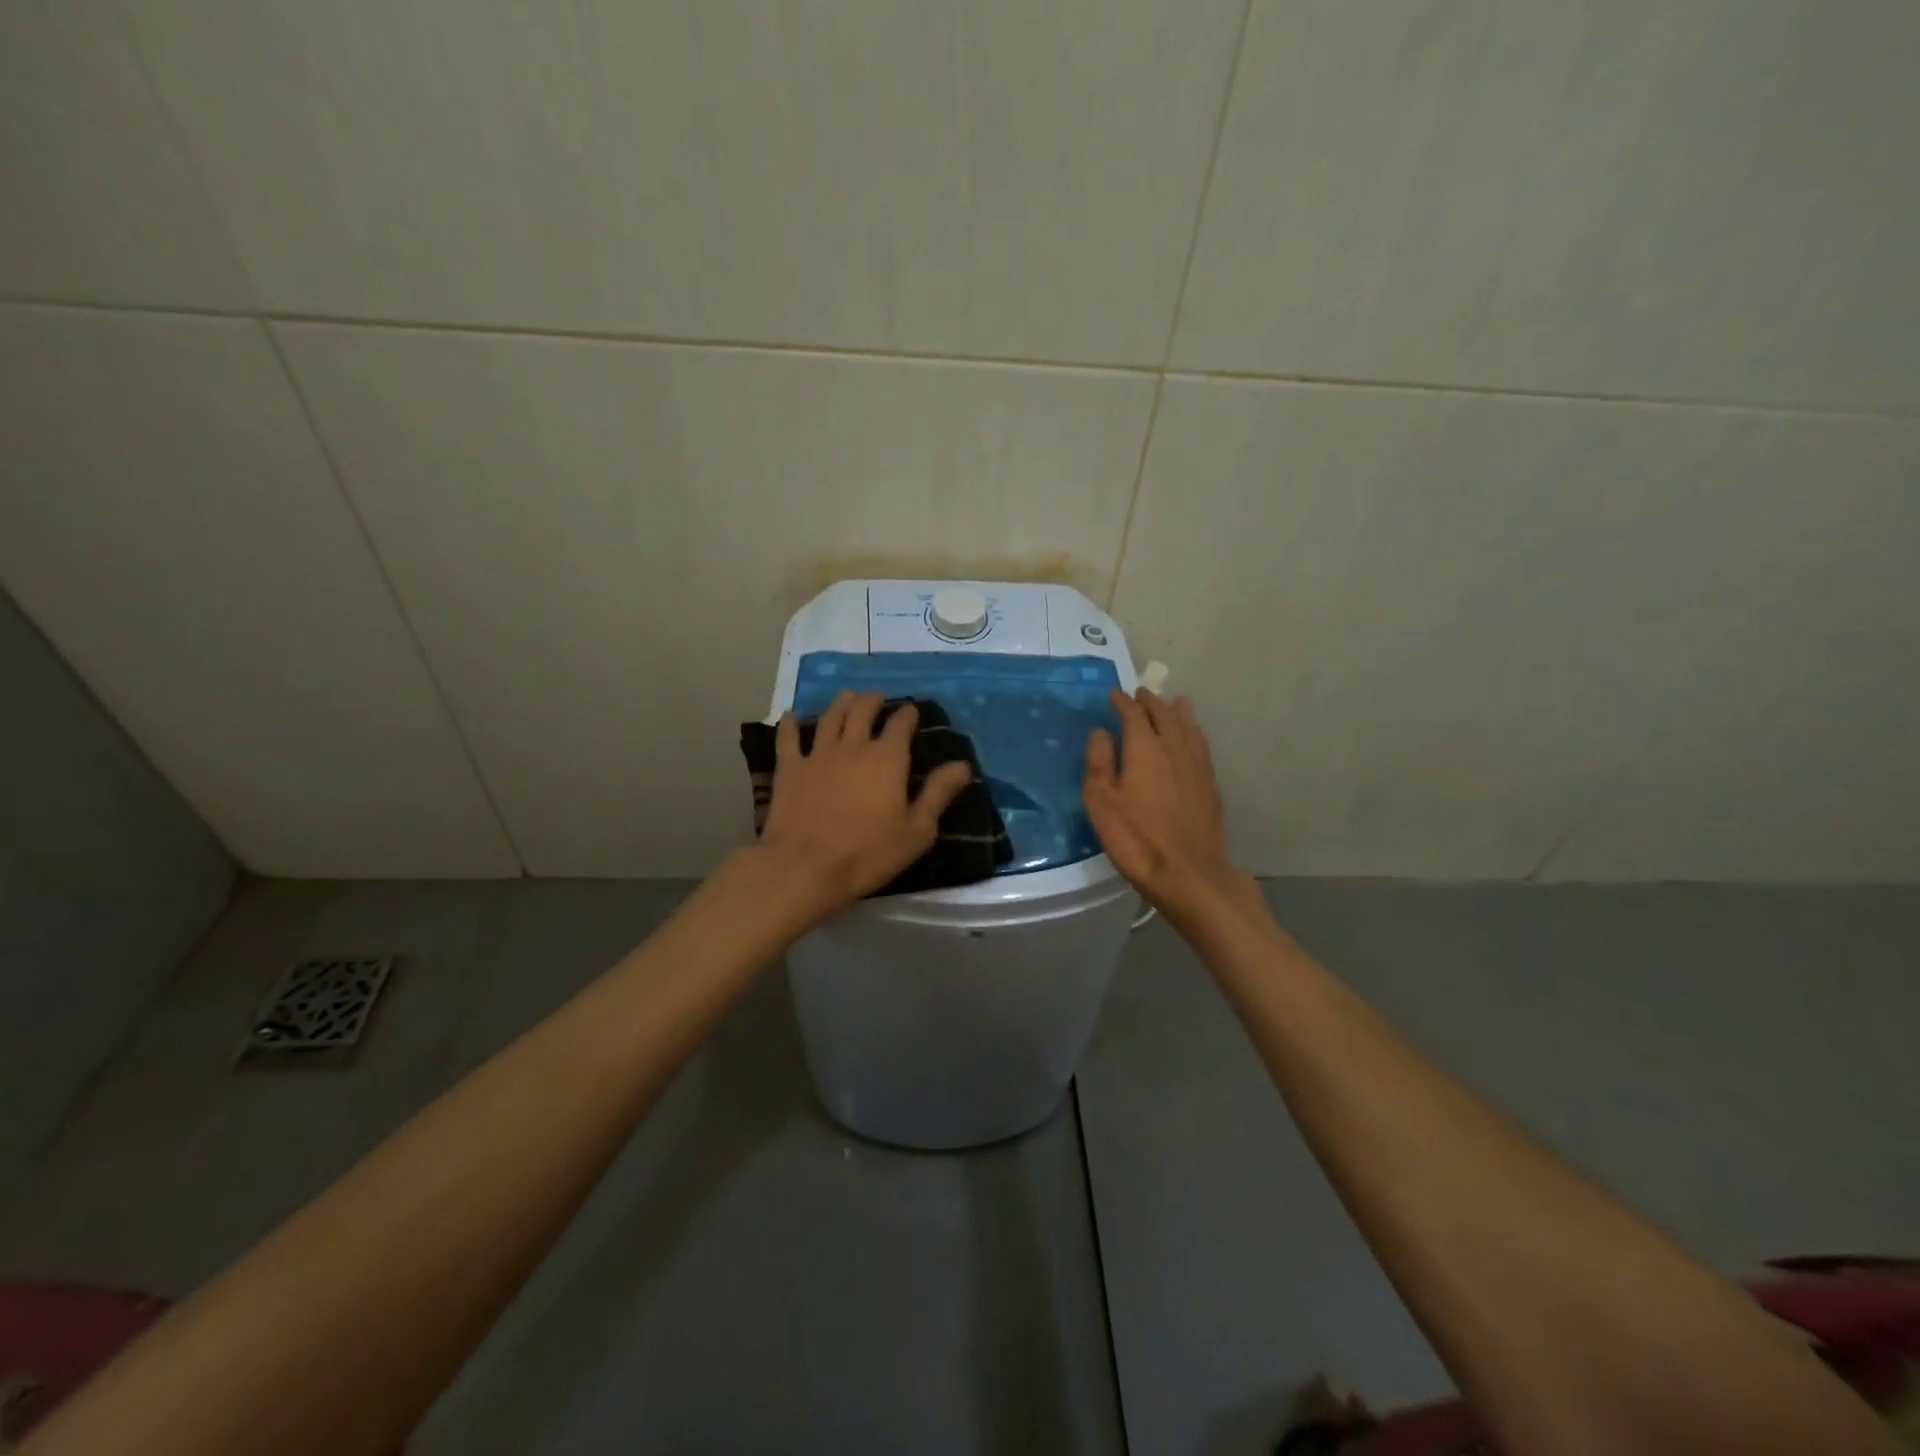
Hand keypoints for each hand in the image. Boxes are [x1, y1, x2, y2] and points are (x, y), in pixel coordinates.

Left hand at [757, 691, 973, 911]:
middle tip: (878, 698)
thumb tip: (962, 765)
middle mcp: (853, 746)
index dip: (907, 715)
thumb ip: (938, 793)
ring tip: (847, 697)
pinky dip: (790, 723)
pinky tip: (790, 715)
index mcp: (887, 759)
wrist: (806, 867)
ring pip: (830, 717)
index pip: (900, 724)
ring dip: (840, 703)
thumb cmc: (868, 853)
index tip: (911, 712)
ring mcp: (818, 755)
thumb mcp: (917, 831)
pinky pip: (788, 738)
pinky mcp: (790, 769)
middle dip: (873, 701)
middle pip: (862, 710)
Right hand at [1083, 689, 1256, 926]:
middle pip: (1164, 713)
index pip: (1133, 713)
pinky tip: (1192, 737)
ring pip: (1188, 726)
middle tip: (1140, 695)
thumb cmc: (1135, 838)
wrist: (1188, 874)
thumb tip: (1101, 732)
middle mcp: (1174, 747)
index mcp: (1145, 747)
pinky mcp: (1211, 784)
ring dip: (1176, 711)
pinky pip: (1201, 744)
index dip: (1122, 701)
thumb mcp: (1101, 802)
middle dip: (1150, 701)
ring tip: (1172, 702)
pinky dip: (1193, 731)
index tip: (1113, 695)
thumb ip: (1098, 761)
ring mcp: (1197, 765)